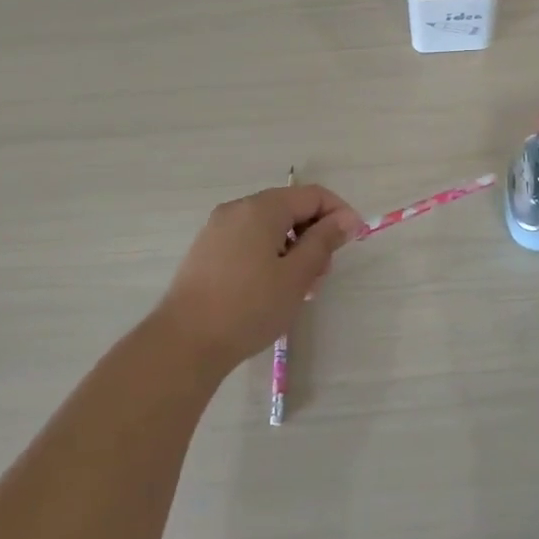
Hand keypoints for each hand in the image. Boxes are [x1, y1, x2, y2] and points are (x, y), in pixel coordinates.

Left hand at [153, 184, 362, 376]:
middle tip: (321, 276)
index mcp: (262, 208)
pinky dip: (269, 255)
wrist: (185, 342)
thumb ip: (324, 241)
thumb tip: (346, 219)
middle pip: (290, 209)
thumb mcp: (297, 275)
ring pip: (270, 227)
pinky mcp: (207, 250)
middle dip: (314, 236)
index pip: (313, 195)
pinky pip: (249, 241)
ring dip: (293, 249)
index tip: (353, 243)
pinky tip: (271, 289)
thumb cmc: (249, 307)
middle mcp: (238, 209)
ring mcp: (218, 229)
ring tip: (299, 289)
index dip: (339, 214)